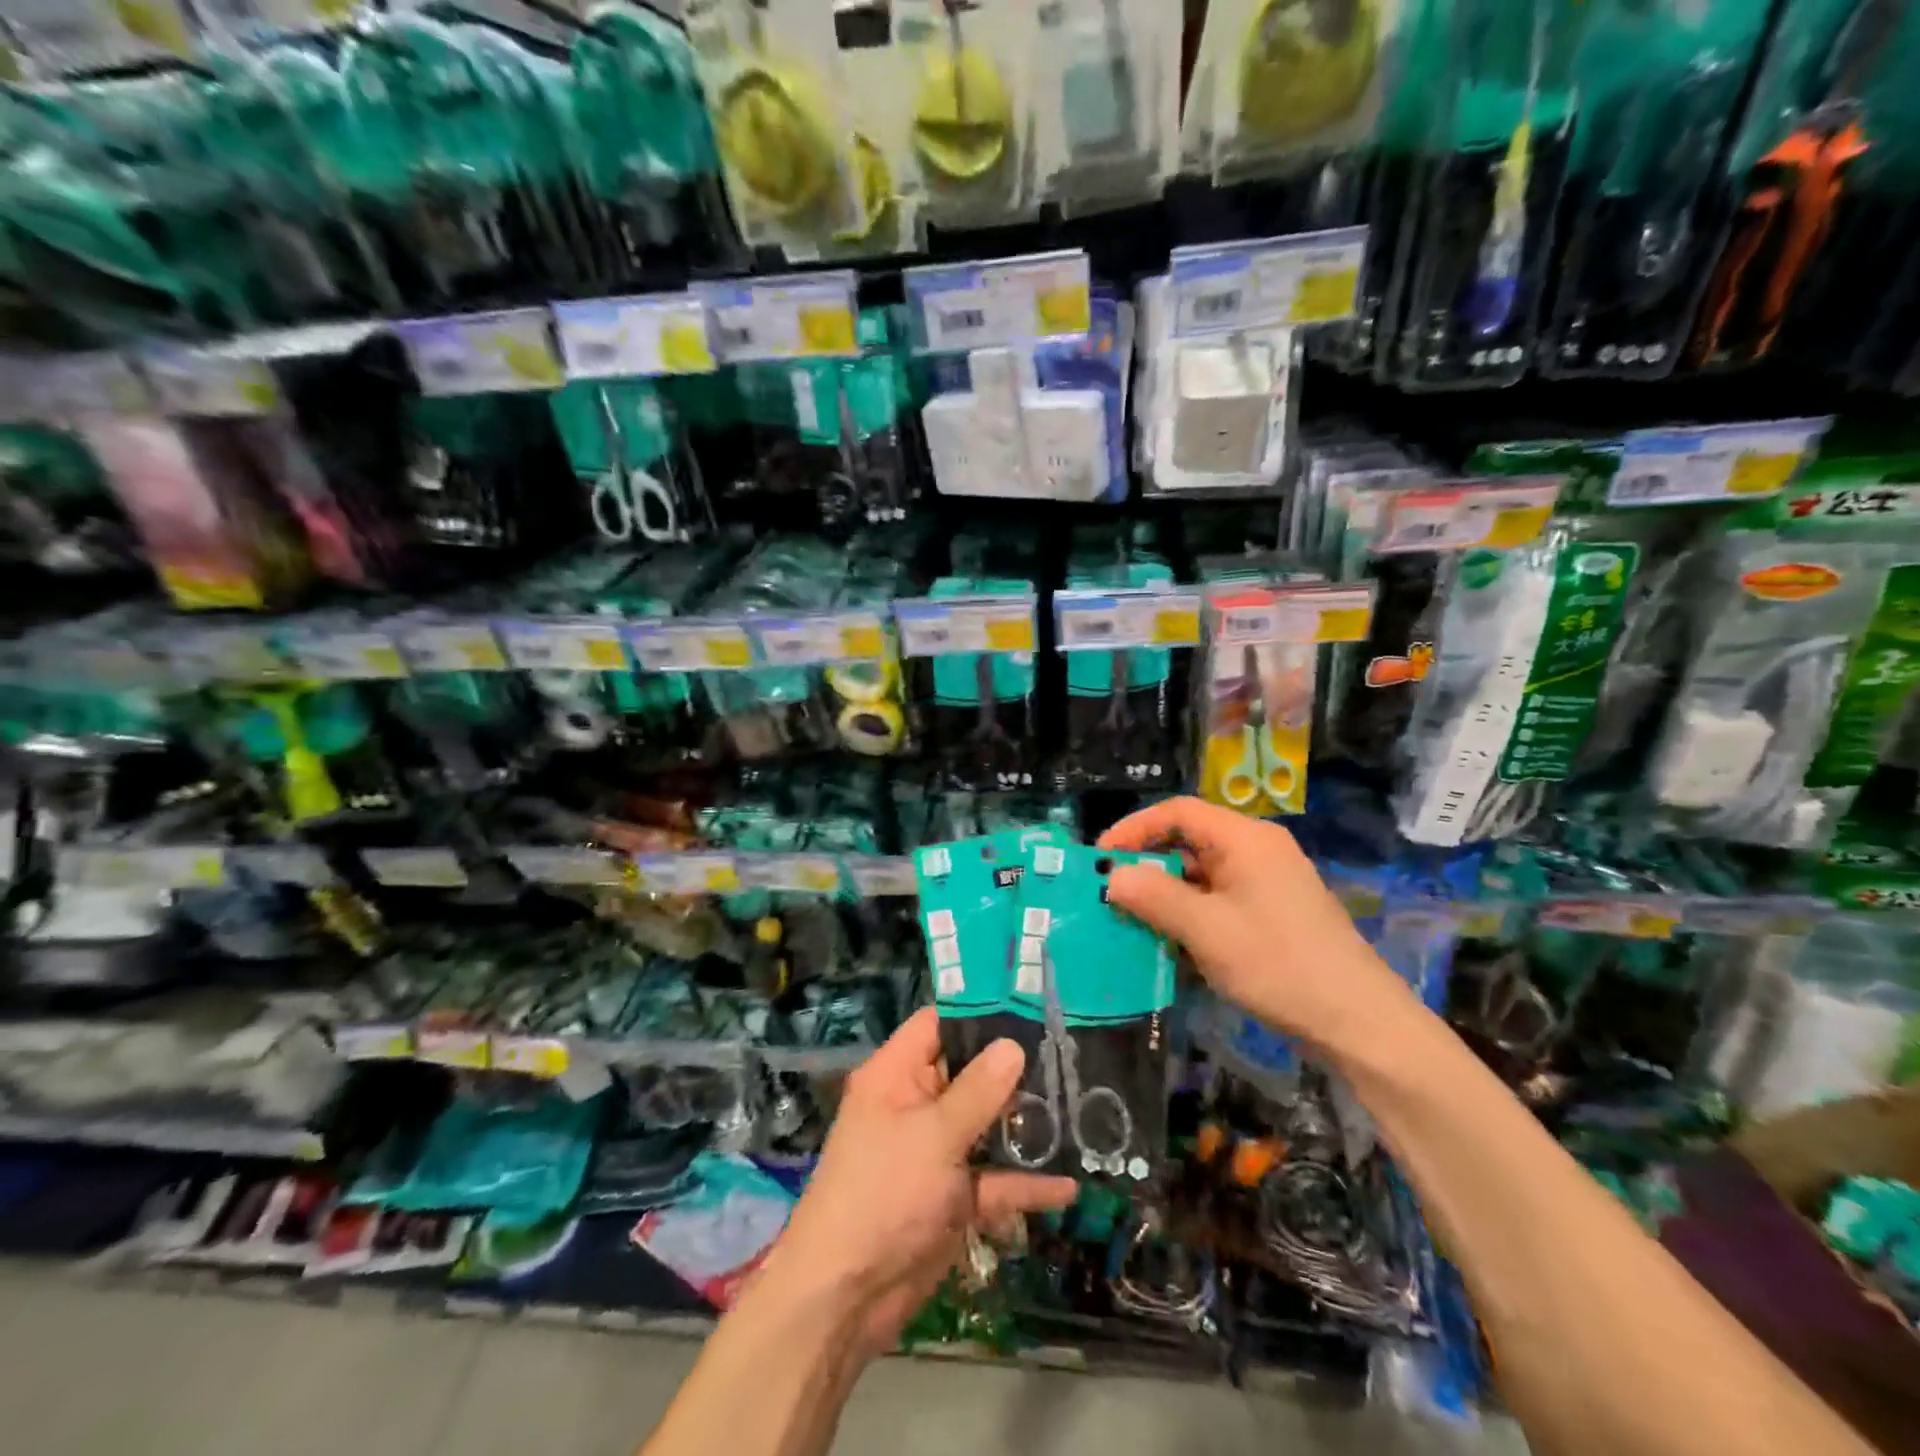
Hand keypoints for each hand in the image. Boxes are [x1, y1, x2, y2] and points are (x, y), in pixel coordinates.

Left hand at [774, 1007, 1076, 1356]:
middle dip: (1014, 1069)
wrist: (845, 1298)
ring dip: (1024, 1126)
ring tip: (1081, 1108)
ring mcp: (934, 1152)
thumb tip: (1013, 1044)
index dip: (977, 1012)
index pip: (937, 1025)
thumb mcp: (933, 1136)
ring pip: (985, 1126)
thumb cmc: (882, 1194)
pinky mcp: (950, 1198)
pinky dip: (1024, 1183)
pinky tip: (1068, 1186)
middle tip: (1070, 1054)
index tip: (1029, 1005)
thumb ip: (978, 1091)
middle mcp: (915, 1105)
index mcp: (896, 1075)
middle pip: (969, 1073)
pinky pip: (992, 1180)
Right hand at [1100, 797, 1420, 1058]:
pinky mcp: (1272, 913)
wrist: (1358, 1021)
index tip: (1101, 859)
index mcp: (1245, 839)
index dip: (1134, 829)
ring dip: (1166, 896)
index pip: (1177, 813)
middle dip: (1147, 867)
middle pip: (1188, 842)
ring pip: (1201, 876)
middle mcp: (1256, 850)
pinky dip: (1190, 915)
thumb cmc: (1278, 963)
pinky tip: (1172, 947)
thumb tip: (1112, 876)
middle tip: (1111, 894)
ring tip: (1133, 923)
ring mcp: (1267, 883)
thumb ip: (1155, 897)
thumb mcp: (1207, 930)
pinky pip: (1218, 901)